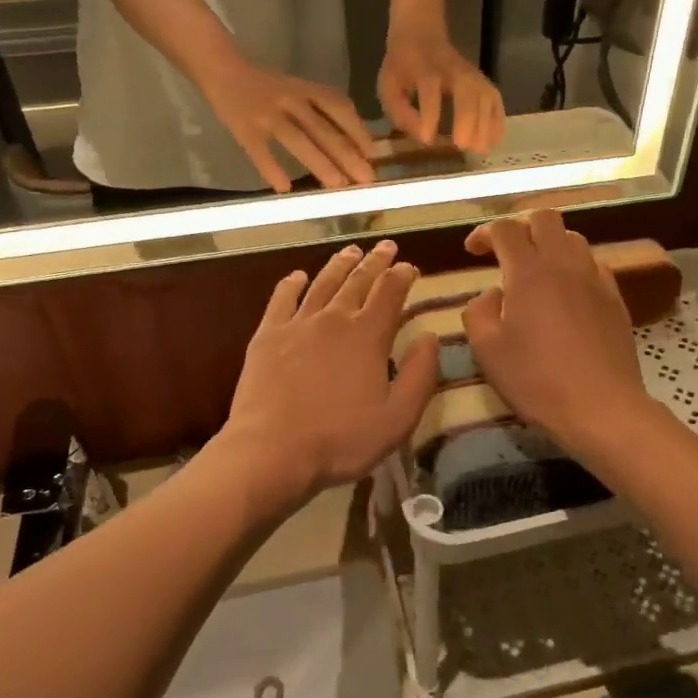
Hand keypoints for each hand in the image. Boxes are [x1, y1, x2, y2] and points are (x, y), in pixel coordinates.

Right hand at [201, 63, 376, 192]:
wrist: (222, 69)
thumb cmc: (269, 88)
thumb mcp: (300, 91)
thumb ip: (323, 113)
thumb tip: (357, 149)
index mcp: (307, 89)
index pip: (339, 107)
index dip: (358, 131)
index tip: (374, 156)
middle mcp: (290, 99)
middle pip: (323, 128)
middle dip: (346, 155)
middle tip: (365, 179)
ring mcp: (266, 113)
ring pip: (297, 139)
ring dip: (319, 163)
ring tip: (336, 185)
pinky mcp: (243, 128)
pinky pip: (260, 150)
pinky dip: (272, 169)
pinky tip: (285, 188)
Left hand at [221, 241, 440, 499]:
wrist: (272, 451)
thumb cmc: (342, 440)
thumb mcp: (398, 418)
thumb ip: (420, 375)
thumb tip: (430, 337)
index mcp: (368, 336)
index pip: (390, 293)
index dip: (402, 276)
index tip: (410, 266)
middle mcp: (334, 319)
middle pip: (358, 281)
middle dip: (375, 261)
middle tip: (386, 247)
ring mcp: (297, 324)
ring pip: (323, 283)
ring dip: (340, 265)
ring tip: (351, 251)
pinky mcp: (267, 336)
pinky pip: (282, 299)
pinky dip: (292, 283)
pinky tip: (298, 276)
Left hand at [379, 31, 505, 152]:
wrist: (420, 34)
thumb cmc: (402, 67)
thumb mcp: (389, 86)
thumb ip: (400, 113)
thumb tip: (422, 138)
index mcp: (423, 67)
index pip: (430, 87)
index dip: (430, 113)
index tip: (428, 139)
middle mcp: (452, 68)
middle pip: (466, 89)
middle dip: (467, 118)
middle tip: (462, 145)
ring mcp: (471, 73)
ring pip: (485, 94)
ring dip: (485, 123)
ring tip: (479, 149)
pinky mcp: (483, 80)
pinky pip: (495, 99)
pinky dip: (498, 120)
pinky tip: (494, 141)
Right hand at [462, 212, 653, 461]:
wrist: (601, 407)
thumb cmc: (536, 380)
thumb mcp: (487, 350)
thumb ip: (478, 312)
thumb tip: (491, 294)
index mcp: (529, 272)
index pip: (505, 229)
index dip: (484, 232)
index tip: (472, 251)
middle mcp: (564, 264)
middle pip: (544, 218)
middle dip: (520, 226)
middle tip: (505, 252)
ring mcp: (595, 279)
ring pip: (573, 238)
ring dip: (549, 244)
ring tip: (536, 271)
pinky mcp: (615, 298)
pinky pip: (593, 265)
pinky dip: (573, 267)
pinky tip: (566, 294)